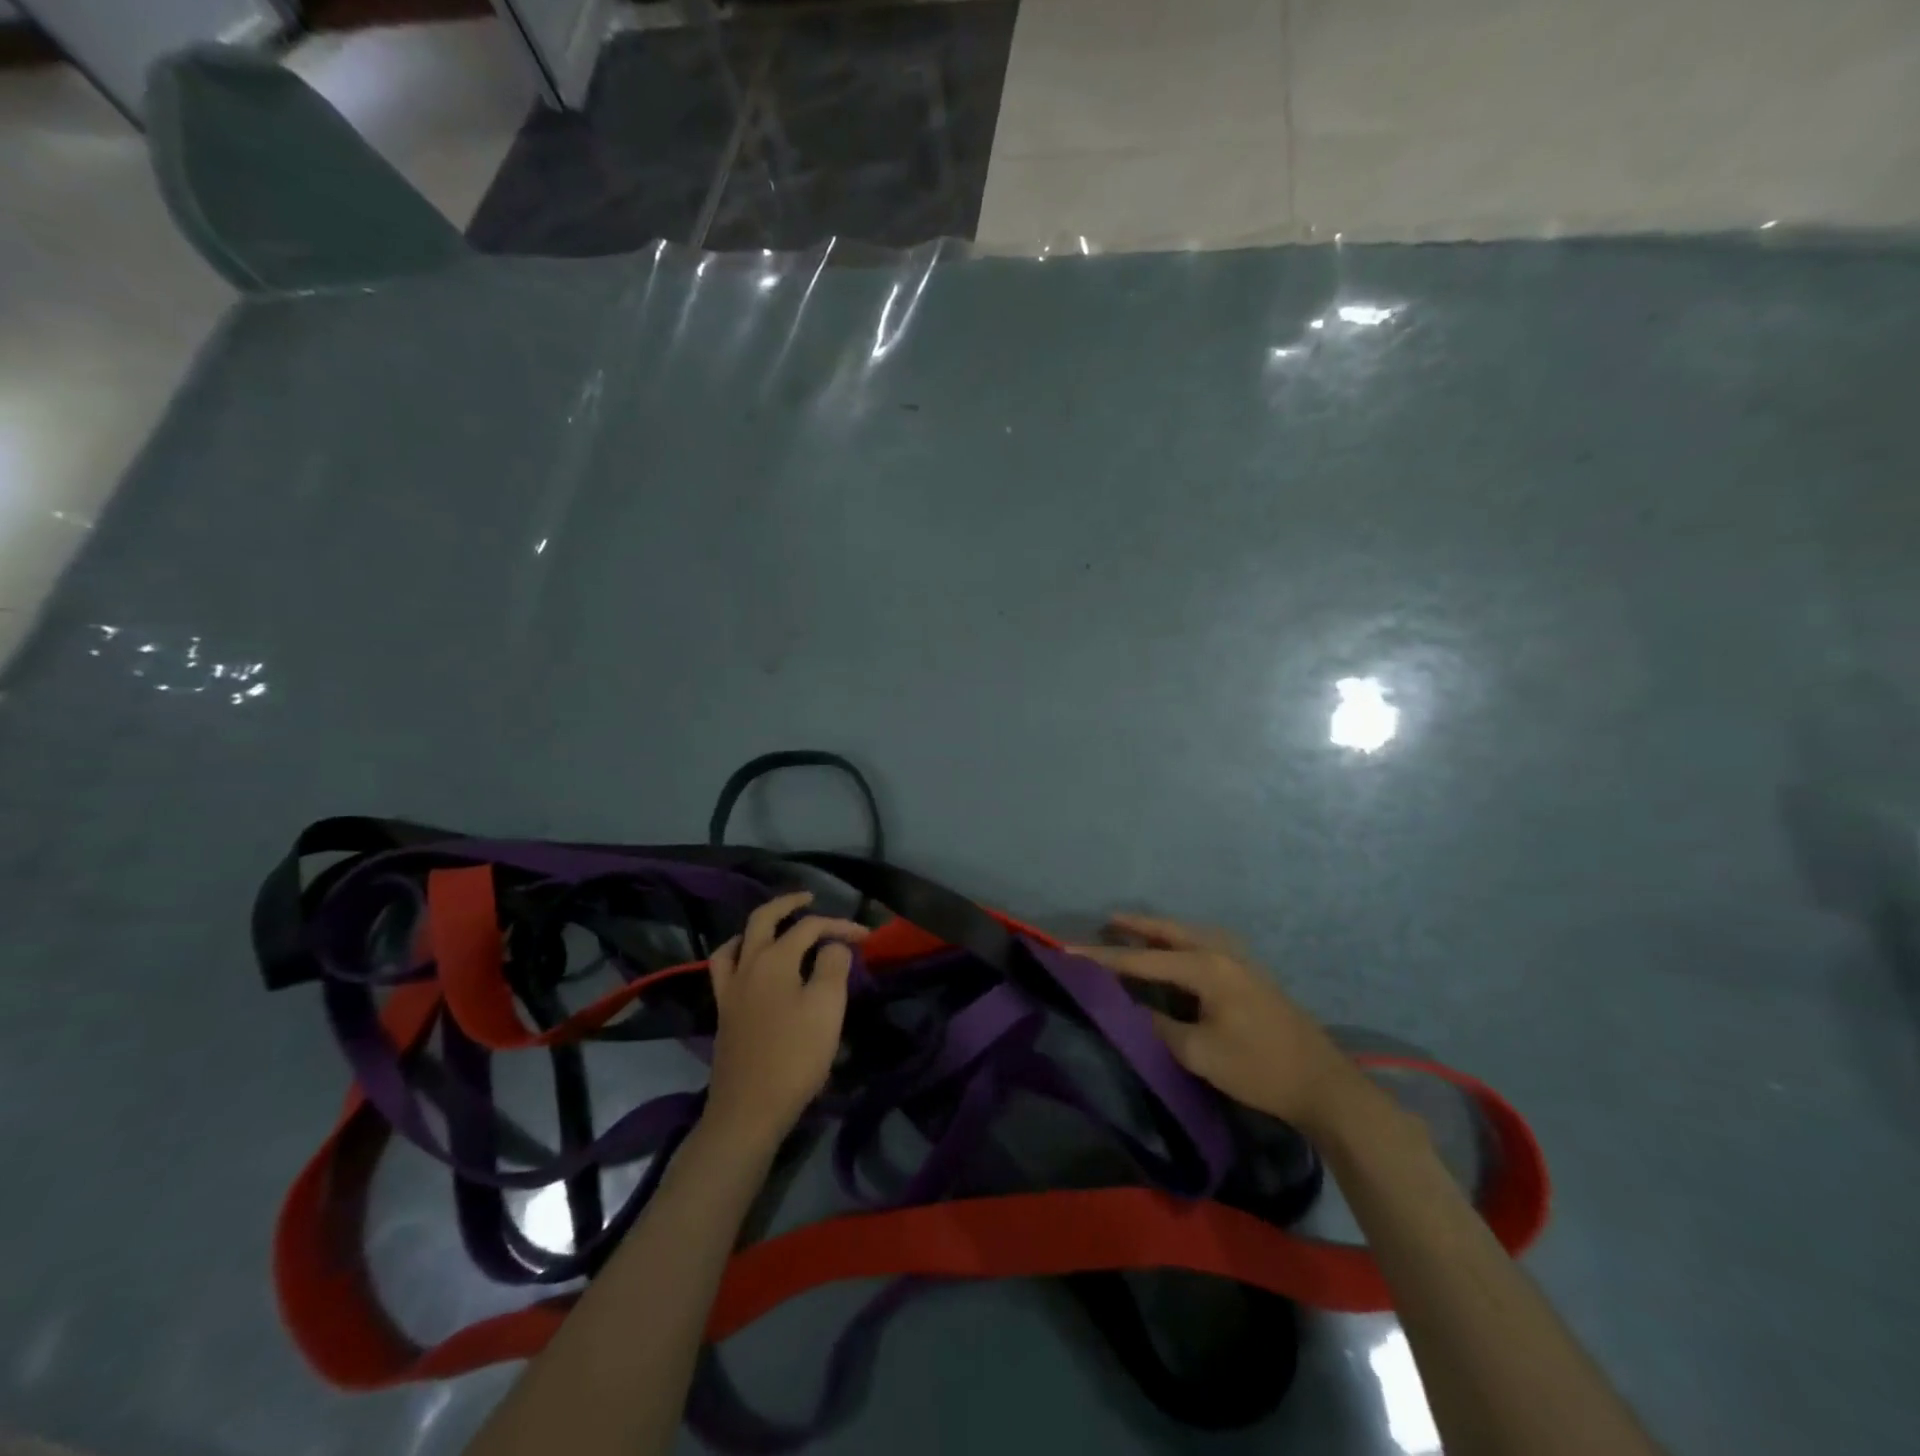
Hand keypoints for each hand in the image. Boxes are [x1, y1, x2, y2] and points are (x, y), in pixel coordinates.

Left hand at [703, 892, 866, 1149]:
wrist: (749, 1109)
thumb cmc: (795, 1056)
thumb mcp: (827, 1008)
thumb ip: (832, 967)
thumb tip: (832, 946)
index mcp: (775, 959)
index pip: (810, 927)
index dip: (840, 925)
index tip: (866, 937)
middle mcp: (747, 964)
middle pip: (763, 919)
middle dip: (788, 903)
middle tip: (809, 898)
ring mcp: (730, 989)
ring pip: (737, 941)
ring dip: (758, 927)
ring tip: (776, 928)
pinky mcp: (724, 1012)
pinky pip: (725, 967)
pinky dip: (739, 954)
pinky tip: (751, 966)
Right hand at [1074, 914, 1364, 1134]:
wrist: (1323, 1085)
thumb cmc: (1259, 1068)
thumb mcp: (1200, 1053)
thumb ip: (1159, 1026)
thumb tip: (1130, 1007)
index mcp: (1206, 968)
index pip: (1143, 959)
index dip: (1104, 958)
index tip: (1069, 951)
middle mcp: (1221, 954)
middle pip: (1169, 932)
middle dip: (1136, 926)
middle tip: (1106, 922)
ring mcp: (1240, 962)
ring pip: (1189, 936)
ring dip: (1160, 932)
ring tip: (1134, 931)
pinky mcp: (1250, 976)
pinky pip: (1204, 947)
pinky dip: (1180, 944)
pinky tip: (1176, 954)